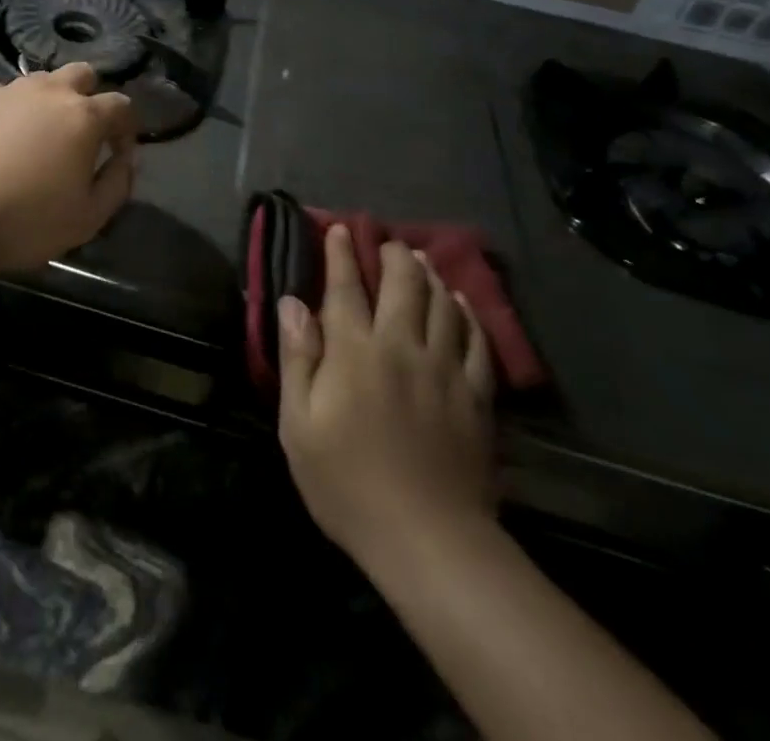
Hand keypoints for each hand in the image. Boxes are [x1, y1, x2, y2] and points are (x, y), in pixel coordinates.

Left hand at [0, 63, 137, 276]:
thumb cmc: (23, 222)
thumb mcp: (88, 218)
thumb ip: (118, 183)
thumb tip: (125, 159)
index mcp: (83, 117)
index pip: (122, 105)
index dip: (127, 128)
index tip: (117, 153)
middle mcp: (48, 91)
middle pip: (83, 75)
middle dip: (90, 98)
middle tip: (79, 136)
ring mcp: (6, 90)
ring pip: (41, 81)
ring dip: (49, 101)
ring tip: (36, 138)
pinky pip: (2, 93)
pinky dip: (10, 109)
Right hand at [277, 226, 496, 568]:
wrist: (428, 540)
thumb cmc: (348, 483)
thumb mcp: (299, 425)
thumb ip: (297, 358)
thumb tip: (292, 303)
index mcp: (354, 351)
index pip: (345, 287)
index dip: (341, 254)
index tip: (339, 229)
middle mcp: (401, 345)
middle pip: (402, 283)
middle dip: (392, 255)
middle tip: (386, 242)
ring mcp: (445, 368)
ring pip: (442, 303)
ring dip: (430, 275)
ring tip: (421, 261)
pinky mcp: (476, 395)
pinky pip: (476, 340)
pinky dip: (467, 314)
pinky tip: (460, 304)